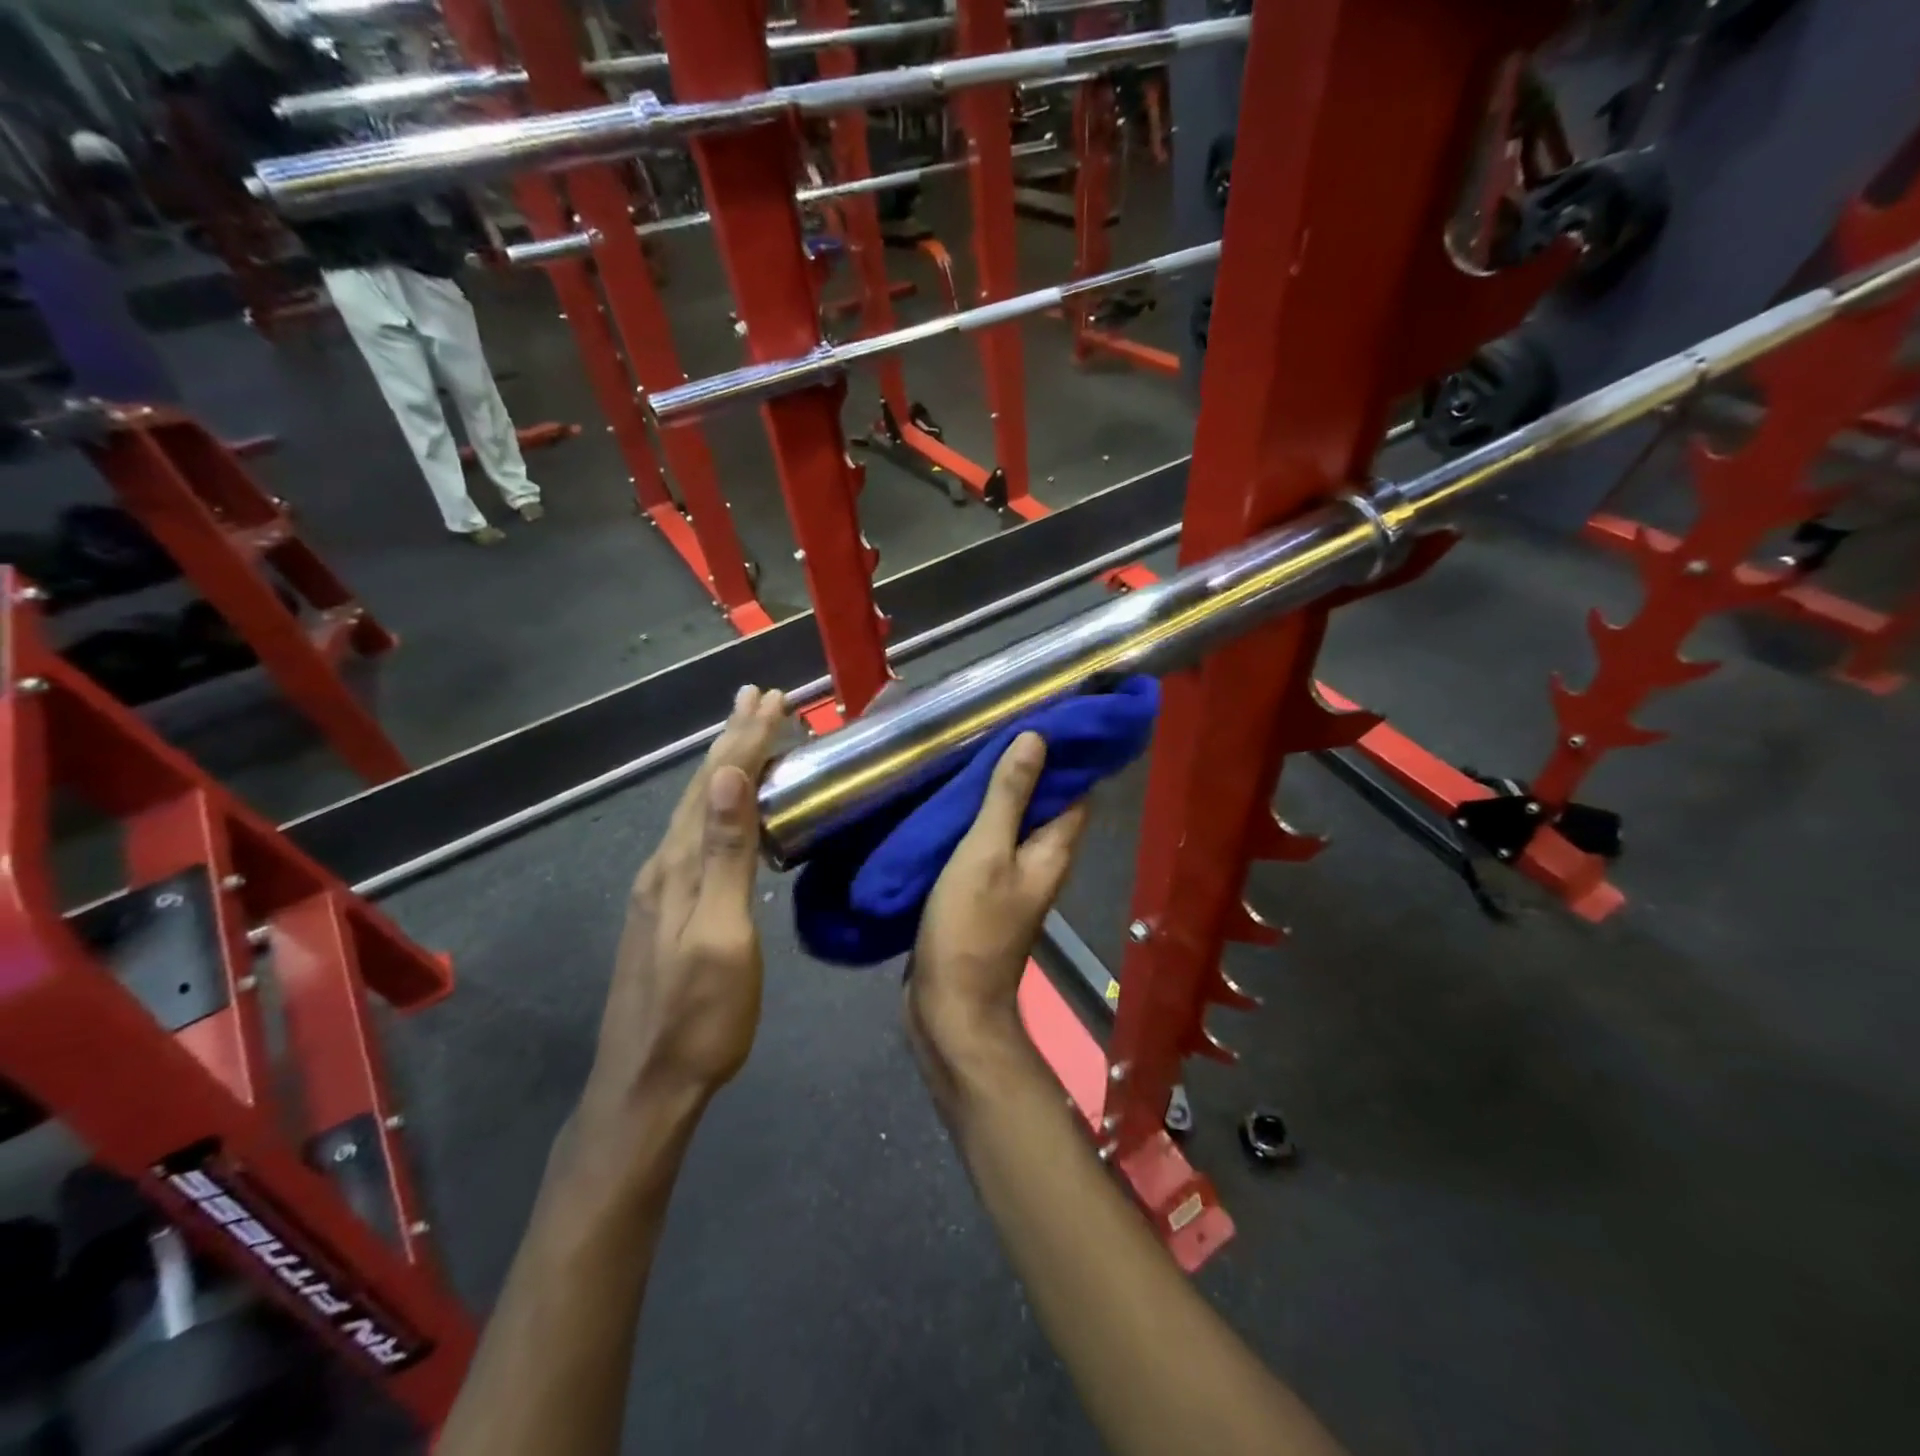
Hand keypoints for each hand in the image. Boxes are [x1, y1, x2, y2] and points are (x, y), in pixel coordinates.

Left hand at [585, 686, 787, 1113]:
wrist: (647, 1085)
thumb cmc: (700, 1017)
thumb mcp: (721, 936)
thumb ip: (724, 856)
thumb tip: (727, 779)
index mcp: (680, 865)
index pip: (719, 785)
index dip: (746, 740)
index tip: (772, 700)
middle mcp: (664, 865)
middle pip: (703, 789)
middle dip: (733, 740)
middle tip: (758, 698)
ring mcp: (660, 888)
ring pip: (697, 810)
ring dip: (724, 768)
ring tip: (745, 738)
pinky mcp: (665, 909)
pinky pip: (696, 835)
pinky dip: (717, 804)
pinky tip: (725, 808)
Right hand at [906, 732, 1088, 1086]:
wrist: (949, 1005)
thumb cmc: (970, 926)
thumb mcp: (986, 852)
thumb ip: (1009, 797)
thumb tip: (1038, 739)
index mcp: (1054, 848)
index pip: (1077, 788)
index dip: (1068, 751)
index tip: (1047, 712)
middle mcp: (1042, 860)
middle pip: (1045, 802)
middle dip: (1028, 764)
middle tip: (996, 723)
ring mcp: (1012, 877)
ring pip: (1013, 822)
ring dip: (999, 790)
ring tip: (970, 750)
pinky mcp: (984, 891)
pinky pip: (987, 843)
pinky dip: (976, 818)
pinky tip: (950, 799)